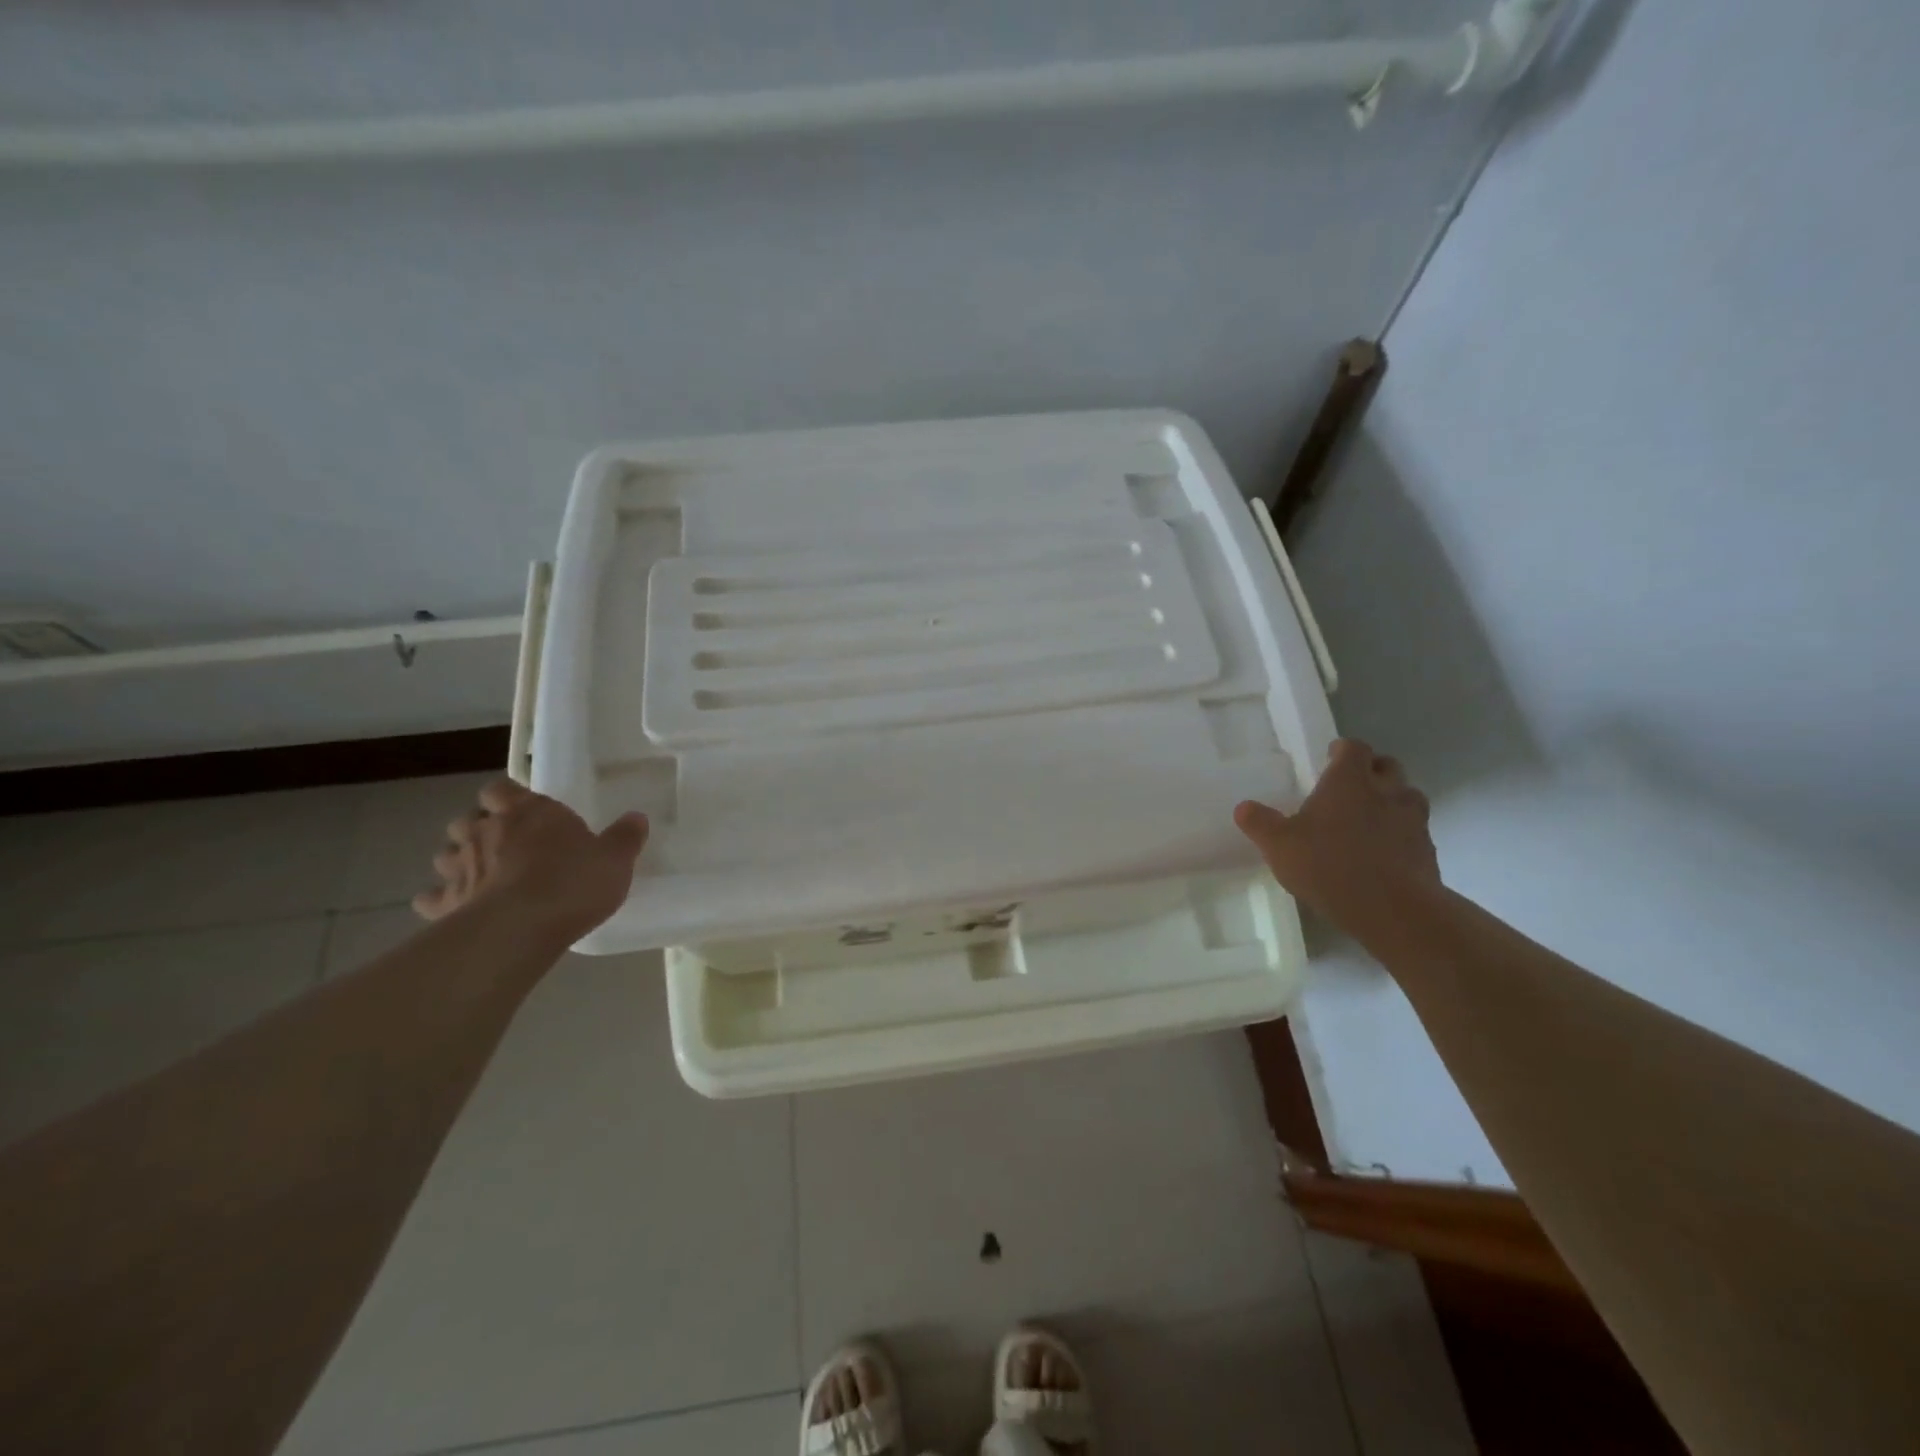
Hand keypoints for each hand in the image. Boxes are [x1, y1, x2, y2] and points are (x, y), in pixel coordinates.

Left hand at [414, 779, 648, 943]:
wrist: (521, 928)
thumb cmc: (573, 882)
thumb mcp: (615, 859)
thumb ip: (625, 837)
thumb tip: (637, 818)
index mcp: (528, 811)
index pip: (501, 789)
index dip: (508, 797)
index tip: (522, 809)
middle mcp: (486, 831)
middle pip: (468, 819)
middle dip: (479, 828)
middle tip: (503, 844)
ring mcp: (460, 867)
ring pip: (446, 854)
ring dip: (459, 860)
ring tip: (480, 874)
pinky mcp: (444, 903)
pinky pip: (432, 897)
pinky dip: (440, 899)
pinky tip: (456, 908)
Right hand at [1234, 738, 1439, 933]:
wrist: (1394, 910)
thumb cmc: (1329, 866)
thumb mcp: (1279, 846)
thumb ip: (1260, 823)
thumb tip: (1244, 807)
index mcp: (1349, 781)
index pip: (1353, 748)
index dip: (1343, 749)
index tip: (1331, 757)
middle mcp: (1386, 792)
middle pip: (1387, 766)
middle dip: (1372, 770)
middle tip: (1352, 785)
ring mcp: (1412, 821)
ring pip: (1408, 797)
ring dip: (1392, 800)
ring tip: (1372, 818)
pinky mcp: (1428, 851)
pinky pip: (1416, 831)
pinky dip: (1402, 834)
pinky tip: (1385, 854)